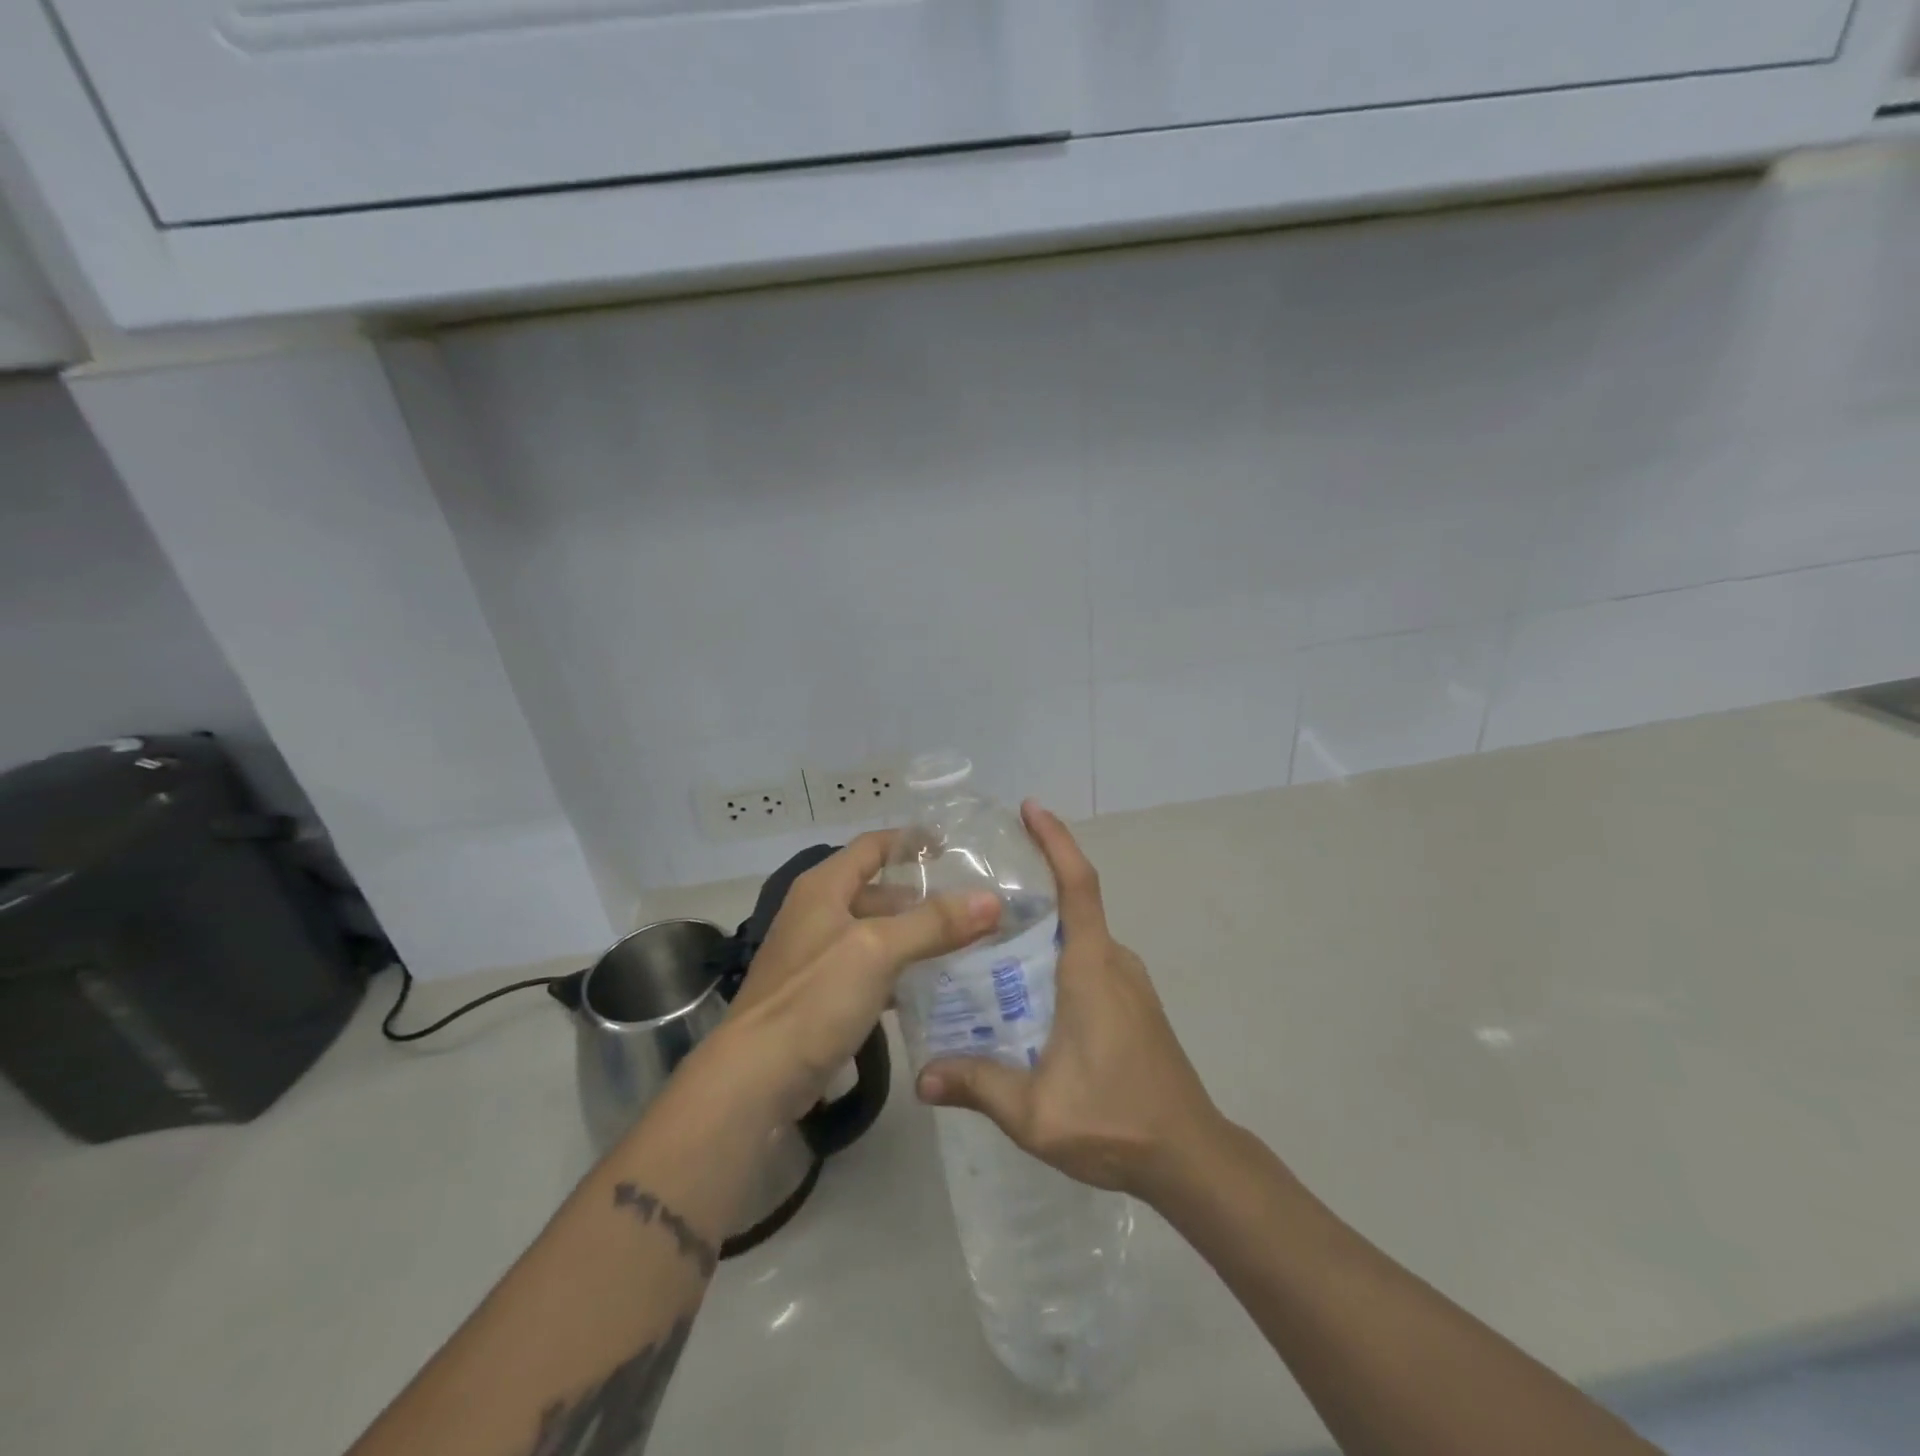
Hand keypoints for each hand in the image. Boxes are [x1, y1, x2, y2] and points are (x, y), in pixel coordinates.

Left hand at [720, 831, 1001, 1120]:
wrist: (756, 1078)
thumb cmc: (814, 998)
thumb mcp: (877, 950)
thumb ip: (934, 923)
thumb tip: (993, 900)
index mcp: (824, 887)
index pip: (873, 846)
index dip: (911, 841)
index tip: (954, 848)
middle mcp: (818, 913)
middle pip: (877, 891)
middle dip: (922, 896)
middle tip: (971, 905)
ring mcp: (817, 956)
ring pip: (876, 933)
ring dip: (914, 935)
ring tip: (963, 943)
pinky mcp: (822, 995)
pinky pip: (869, 969)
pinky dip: (898, 970)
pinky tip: (929, 985)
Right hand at [915, 803, 1221, 1203]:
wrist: (1191, 1156)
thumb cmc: (1116, 1121)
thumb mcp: (1035, 1112)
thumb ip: (977, 1086)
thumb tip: (921, 1078)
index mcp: (1092, 968)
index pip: (1078, 884)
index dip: (1056, 840)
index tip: (1031, 808)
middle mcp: (1114, 961)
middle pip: (1073, 903)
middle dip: (1032, 884)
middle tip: (975, 886)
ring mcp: (1129, 982)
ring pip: (1080, 935)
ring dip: (1042, 925)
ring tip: (987, 935)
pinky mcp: (1134, 1003)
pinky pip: (1090, 959)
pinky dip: (1056, 952)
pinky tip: (1025, 985)